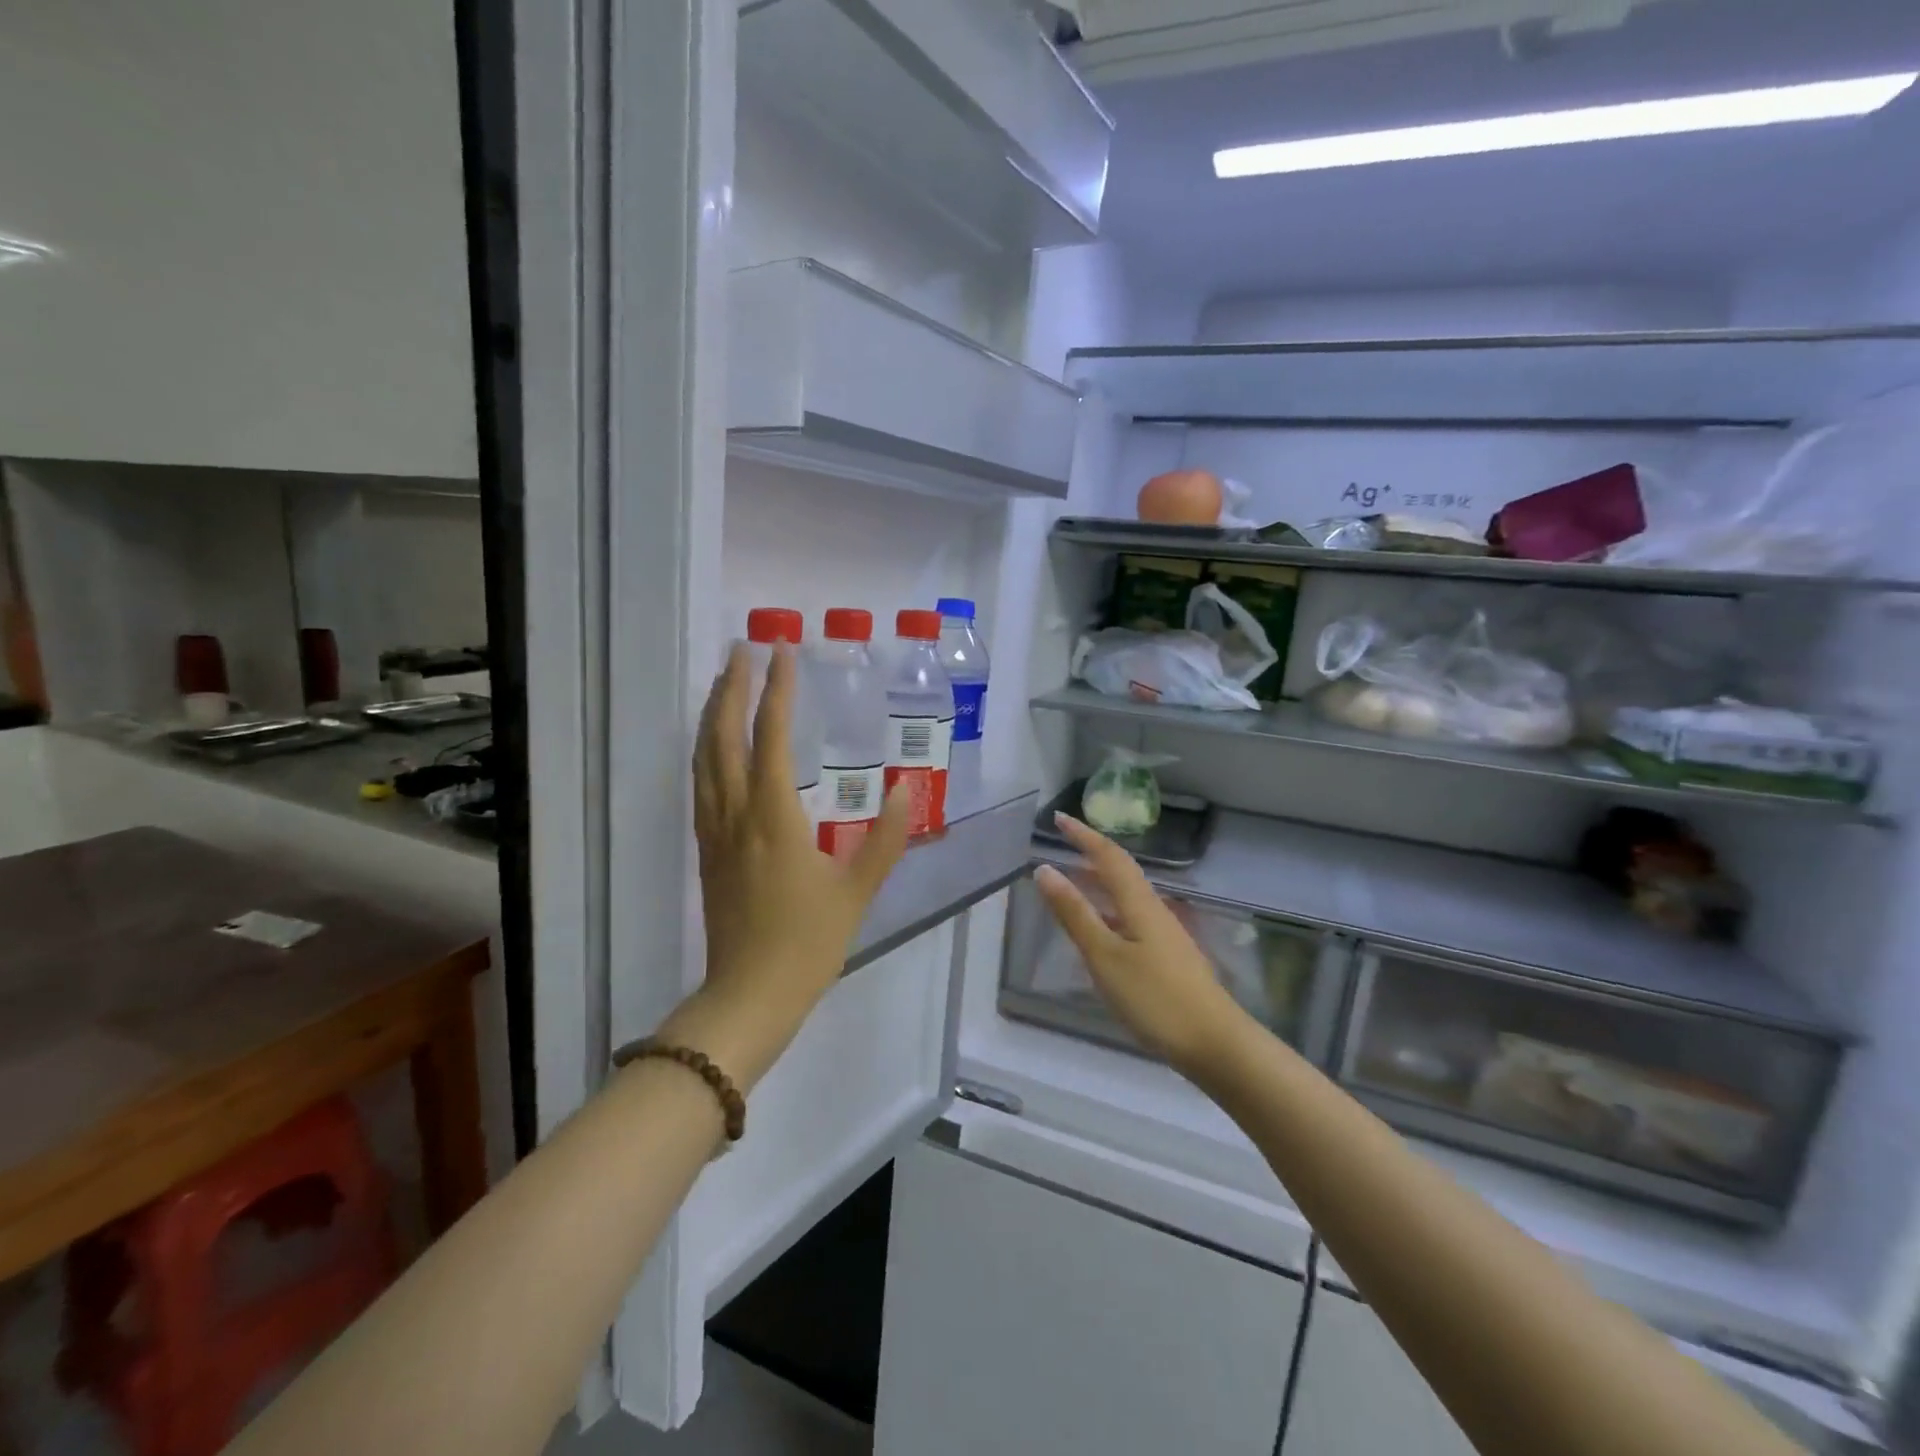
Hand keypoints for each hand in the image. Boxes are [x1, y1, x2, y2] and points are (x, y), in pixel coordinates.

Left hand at [665, 640, 910, 1085]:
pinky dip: (705, 751)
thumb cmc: (808, 943)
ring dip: (712, 714)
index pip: (772, 739)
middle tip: (743, 649)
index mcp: (774, 817)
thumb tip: (904, 789)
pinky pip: (701, 785)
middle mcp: (736, 814)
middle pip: (723, 737)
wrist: (749, 995)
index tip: (783, 653)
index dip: (777, 692)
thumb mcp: (858, 891)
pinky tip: (714, 746)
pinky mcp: (707, 850)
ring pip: (704, 759)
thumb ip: (884, 838)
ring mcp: (715, 832)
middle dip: (732, 688)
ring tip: (724, 682)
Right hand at [1033, 814, 1248, 1074]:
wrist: (1216, 1044)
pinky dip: (1108, 911)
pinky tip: (1099, 931)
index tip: (1058, 818)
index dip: (1083, 835)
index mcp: (1139, 903)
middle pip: (1121, 872)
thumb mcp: (1105, 956)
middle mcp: (1154, 910)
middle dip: (1092, 854)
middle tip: (1062, 845)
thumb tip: (1045, 869)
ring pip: (1127, 897)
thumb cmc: (1155, 998)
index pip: (1108, 856)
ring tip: (1073, 882)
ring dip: (1100, 883)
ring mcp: (1164, 935)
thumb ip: (1075, 914)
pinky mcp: (1168, 958)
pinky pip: (1131, 919)